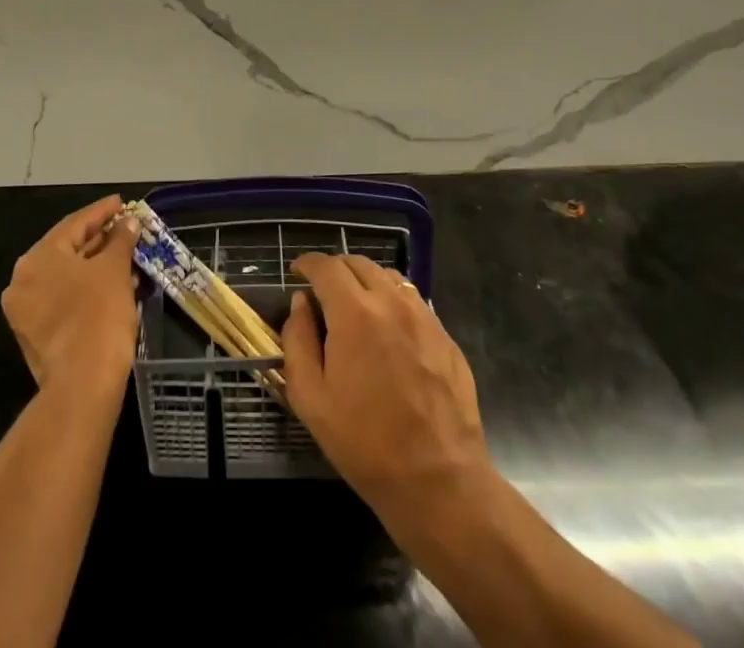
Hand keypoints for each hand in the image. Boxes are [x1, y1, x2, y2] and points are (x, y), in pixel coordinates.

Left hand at [1, 195, 139, 400]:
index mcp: (37, 258)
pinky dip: (87, 289)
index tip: (122, 203)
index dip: (102, 211)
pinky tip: (115, 286)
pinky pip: (64, 299)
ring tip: (127, 258)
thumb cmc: (98, 314)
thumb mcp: (115, 269)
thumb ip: (120, 240)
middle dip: (100, 240)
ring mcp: (26, 311)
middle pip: (67, 249)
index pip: (74, 224)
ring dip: (97, 266)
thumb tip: (128, 223)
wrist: (83, 384)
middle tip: (126, 230)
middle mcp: (23, 280)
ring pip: (67, 277)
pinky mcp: (36, 336)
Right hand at [282, 253, 493, 512]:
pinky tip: (389, 331)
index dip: (307, 263)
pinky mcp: (445, 336)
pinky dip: (393, 301)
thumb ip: (298, 341)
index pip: (326, 266)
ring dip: (366, 281)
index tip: (297, 273)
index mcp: (354, 312)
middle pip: (358, 263)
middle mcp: (391, 302)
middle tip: (323, 292)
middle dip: (335, 270)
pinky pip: (413, 301)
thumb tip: (301, 304)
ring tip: (356, 307)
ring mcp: (423, 317)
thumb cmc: (365, 442)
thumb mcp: (310, 398)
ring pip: (389, 277)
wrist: (439, 481)